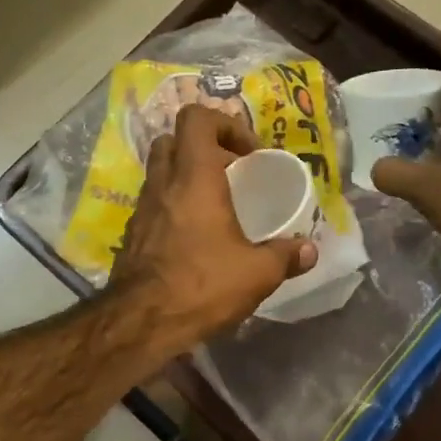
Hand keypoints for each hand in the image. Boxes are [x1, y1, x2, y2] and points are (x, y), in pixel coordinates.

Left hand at [112, 104, 316, 349]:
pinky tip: (191, 238)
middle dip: (202, 148)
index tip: (248, 155)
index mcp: (194, 177)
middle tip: (229, 174)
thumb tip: (309, 250)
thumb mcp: (256, 273)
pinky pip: (152, 205)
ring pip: (158, 172)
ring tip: (213, 207)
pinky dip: (171, 207)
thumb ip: (285, 256)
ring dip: (184, 177)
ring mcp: (141, 209)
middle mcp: (163, 184)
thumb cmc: (202, 285)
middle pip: (172, 140)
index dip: (224, 124)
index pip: (196, 118)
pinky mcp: (131, 235)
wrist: (141, 322)